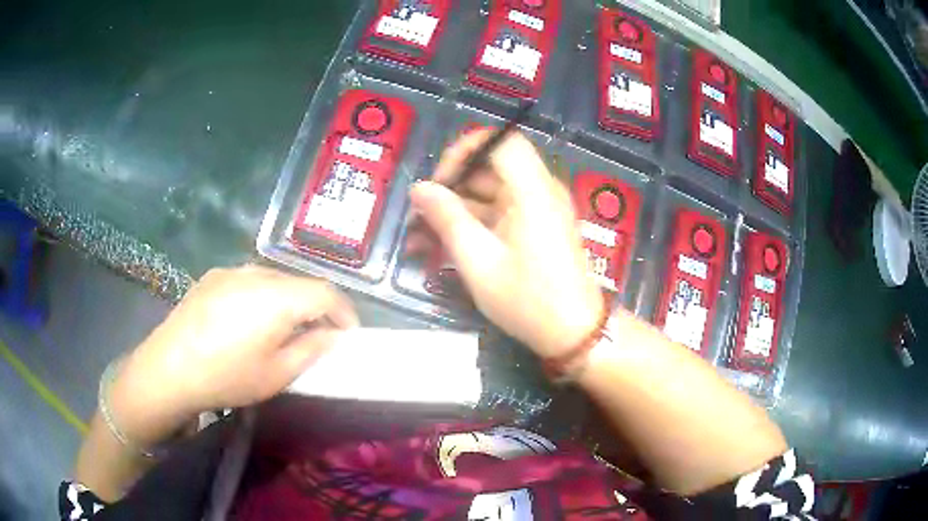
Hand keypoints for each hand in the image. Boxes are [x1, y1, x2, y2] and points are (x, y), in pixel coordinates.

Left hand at [110, 265, 357, 444]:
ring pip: (274, 279)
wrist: (169, 369)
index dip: (344, 311)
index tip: (349, 334)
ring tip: (284, 328)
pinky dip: (263, 296)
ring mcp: (231, 271)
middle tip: (319, 335)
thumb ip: (311, 349)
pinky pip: (249, 280)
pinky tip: (250, 321)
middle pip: (299, 282)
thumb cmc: (227, 377)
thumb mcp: (277, 374)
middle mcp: (256, 273)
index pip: (326, 292)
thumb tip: (330, 334)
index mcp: (276, 297)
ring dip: (289, 300)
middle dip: (316, 307)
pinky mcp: (213, 276)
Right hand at [407, 130, 603, 357]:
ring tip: (421, 236)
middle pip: (490, 167)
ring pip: (490, 193)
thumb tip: (420, 188)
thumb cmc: (527, 299)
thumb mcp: (478, 260)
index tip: (439, 179)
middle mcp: (540, 190)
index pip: (499, 140)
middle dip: (451, 187)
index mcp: (532, 189)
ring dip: (456, 210)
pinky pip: (500, 213)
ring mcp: (539, 209)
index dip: (464, 150)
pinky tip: (442, 246)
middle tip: (420, 215)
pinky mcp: (536, 227)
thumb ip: (447, 218)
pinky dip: (473, 224)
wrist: (572, 332)